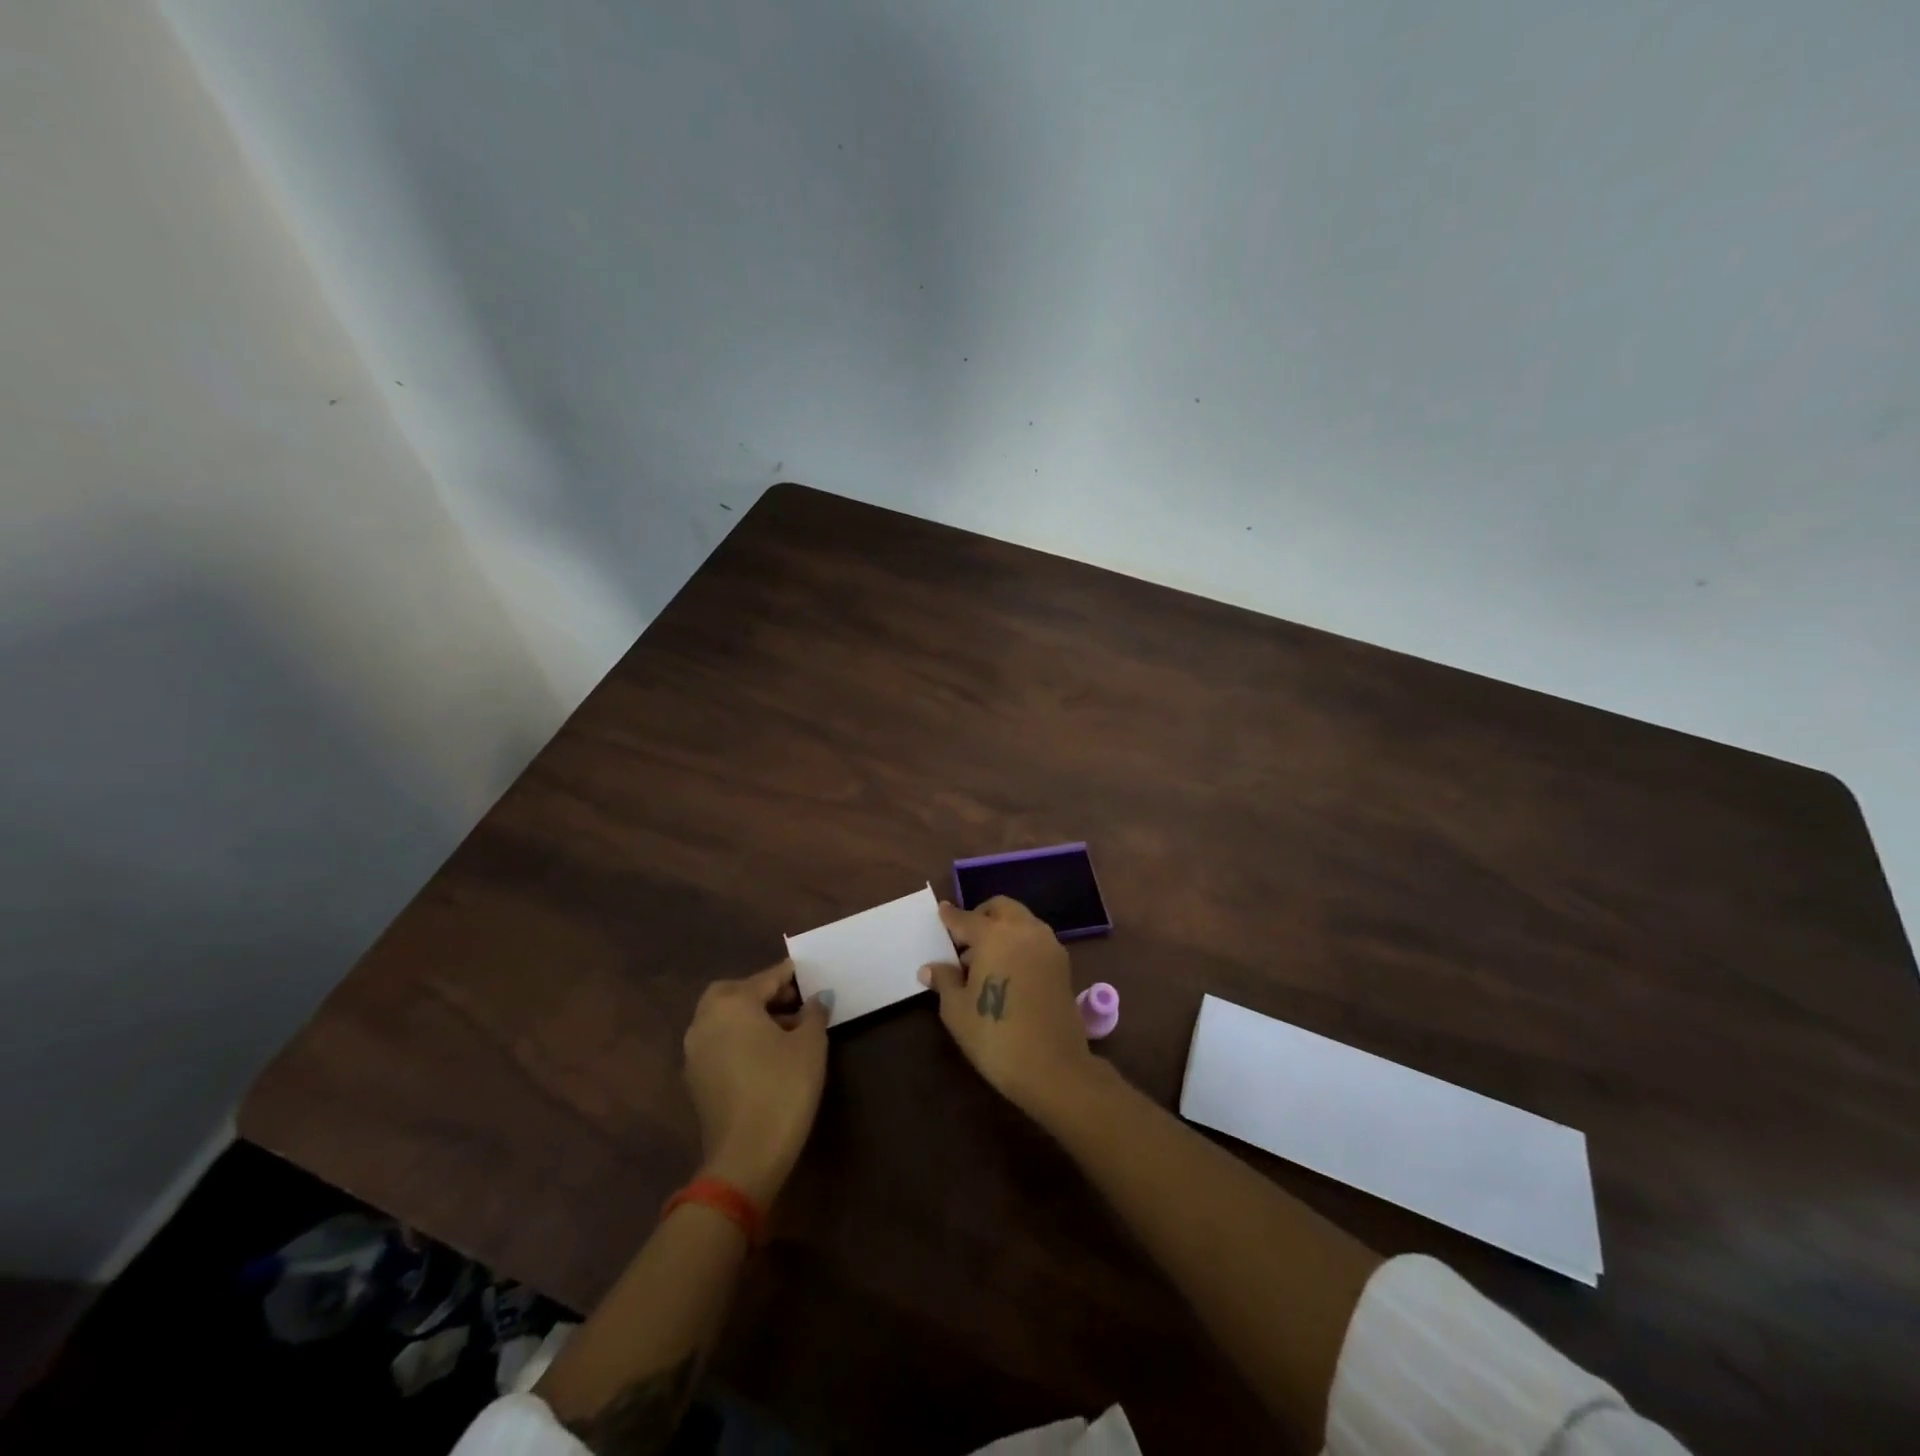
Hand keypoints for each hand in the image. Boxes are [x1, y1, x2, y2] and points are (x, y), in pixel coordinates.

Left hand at [683, 962, 829, 1206]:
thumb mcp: (810, 1045)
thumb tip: (818, 998)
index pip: (766, 978)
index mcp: (732, 1003)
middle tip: (794, 1001)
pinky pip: (719, 1042)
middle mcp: (705, 1020)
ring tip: (787, 1029)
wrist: (745, 1157)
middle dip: (763, 993)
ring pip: (724, 1018)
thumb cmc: (783, 1089)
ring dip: (751, 1016)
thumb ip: (814, 1013)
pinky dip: (739, 1038)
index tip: (808, 973)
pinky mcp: (695, 1079)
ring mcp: (695, 1051)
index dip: (790, 975)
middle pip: (735, 992)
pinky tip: (767, 1054)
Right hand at [919, 897, 1101, 1119]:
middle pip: (1001, 908)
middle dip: (981, 916)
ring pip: (1022, 922)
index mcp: (994, 935)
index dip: (951, 917)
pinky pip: (1036, 940)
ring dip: (1003, 929)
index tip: (942, 911)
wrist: (1053, 1067)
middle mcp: (1024, 930)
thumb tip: (930, 968)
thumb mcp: (957, 1010)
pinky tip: (1008, 970)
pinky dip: (1020, 943)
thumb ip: (945, 980)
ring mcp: (1048, 945)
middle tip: (965, 940)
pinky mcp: (1063, 964)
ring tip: (985, 960)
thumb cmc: (995, 1036)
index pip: (966, 918)